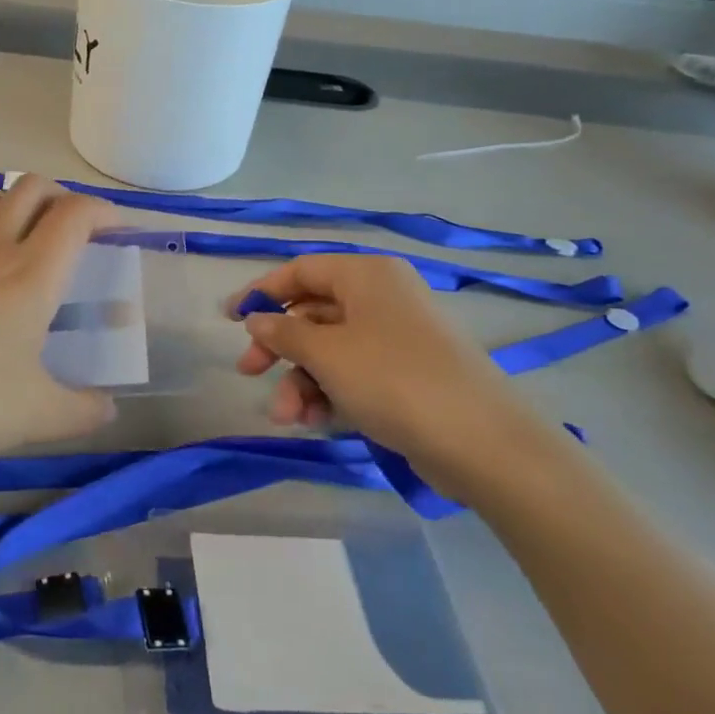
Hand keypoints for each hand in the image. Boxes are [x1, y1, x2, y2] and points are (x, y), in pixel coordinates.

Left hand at [0, 176, 120, 464]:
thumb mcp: (37, 415)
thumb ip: (82, 411)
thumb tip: (109, 411)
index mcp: (32, 274)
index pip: (74, 214)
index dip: (103, 211)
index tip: (117, 231)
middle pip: (29, 188)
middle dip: (60, 196)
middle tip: (73, 231)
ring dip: (9, 202)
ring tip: (20, 236)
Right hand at [232, 255, 554, 502]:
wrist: (483, 442)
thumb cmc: (394, 380)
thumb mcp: (327, 353)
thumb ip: (284, 332)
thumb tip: (257, 319)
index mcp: (366, 275)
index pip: (301, 270)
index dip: (262, 292)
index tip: (231, 319)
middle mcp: (383, 297)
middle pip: (313, 312)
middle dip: (280, 347)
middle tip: (250, 372)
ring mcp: (398, 336)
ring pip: (331, 348)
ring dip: (302, 380)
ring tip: (288, 417)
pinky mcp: (408, 373)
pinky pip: (354, 372)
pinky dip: (330, 392)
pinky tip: (315, 421)